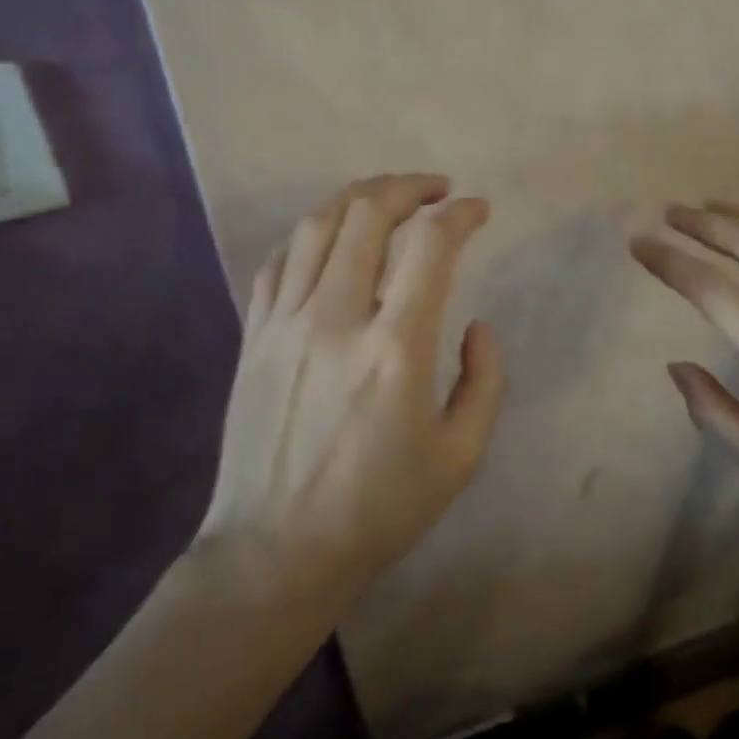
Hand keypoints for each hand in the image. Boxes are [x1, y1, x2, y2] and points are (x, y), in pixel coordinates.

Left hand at [196, 174, 506, 596]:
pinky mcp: (253, 335)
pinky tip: (330, 240)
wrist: (275, 551)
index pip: (431, 245)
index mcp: (395, 349)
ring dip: (357, 197)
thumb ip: (485, 381)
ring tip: (385, 198)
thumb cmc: (377, 510)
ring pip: (317, 225)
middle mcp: (336, 319)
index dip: (461, 214)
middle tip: (435, 190)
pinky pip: (278, 261)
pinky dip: (311, 235)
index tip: (479, 210)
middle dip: (408, 186)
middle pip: (367, 213)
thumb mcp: (460, 458)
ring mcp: (285, 323)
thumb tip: (476, 325)